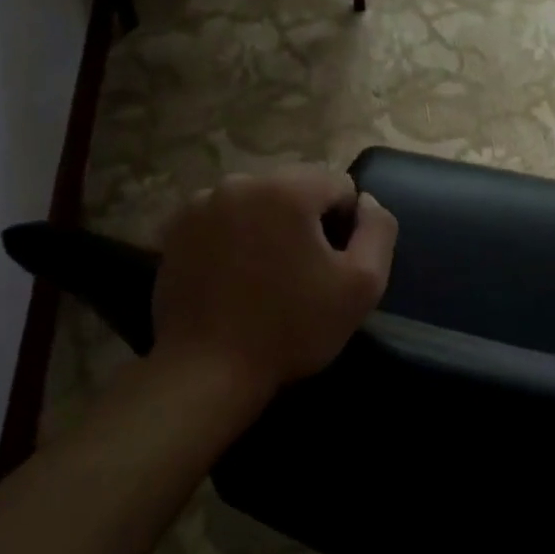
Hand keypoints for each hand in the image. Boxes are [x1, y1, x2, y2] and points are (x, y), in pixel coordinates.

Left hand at [151, 167, 397, 419]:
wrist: (206, 371)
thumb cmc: (291, 328)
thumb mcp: (361, 285)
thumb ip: (378, 231)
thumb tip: (367, 202)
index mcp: (287, 189)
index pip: (339, 185)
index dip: (347, 226)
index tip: (333, 266)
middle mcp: (240, 182)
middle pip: (295, 188)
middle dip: (306, 221)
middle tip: (302, 273)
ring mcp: (201, 204)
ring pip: (258, 202)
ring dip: (270, 226)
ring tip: (265, 276)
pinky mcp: (176, 228)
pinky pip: (224, 218)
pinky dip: (235, 237)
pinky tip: (234, 277)